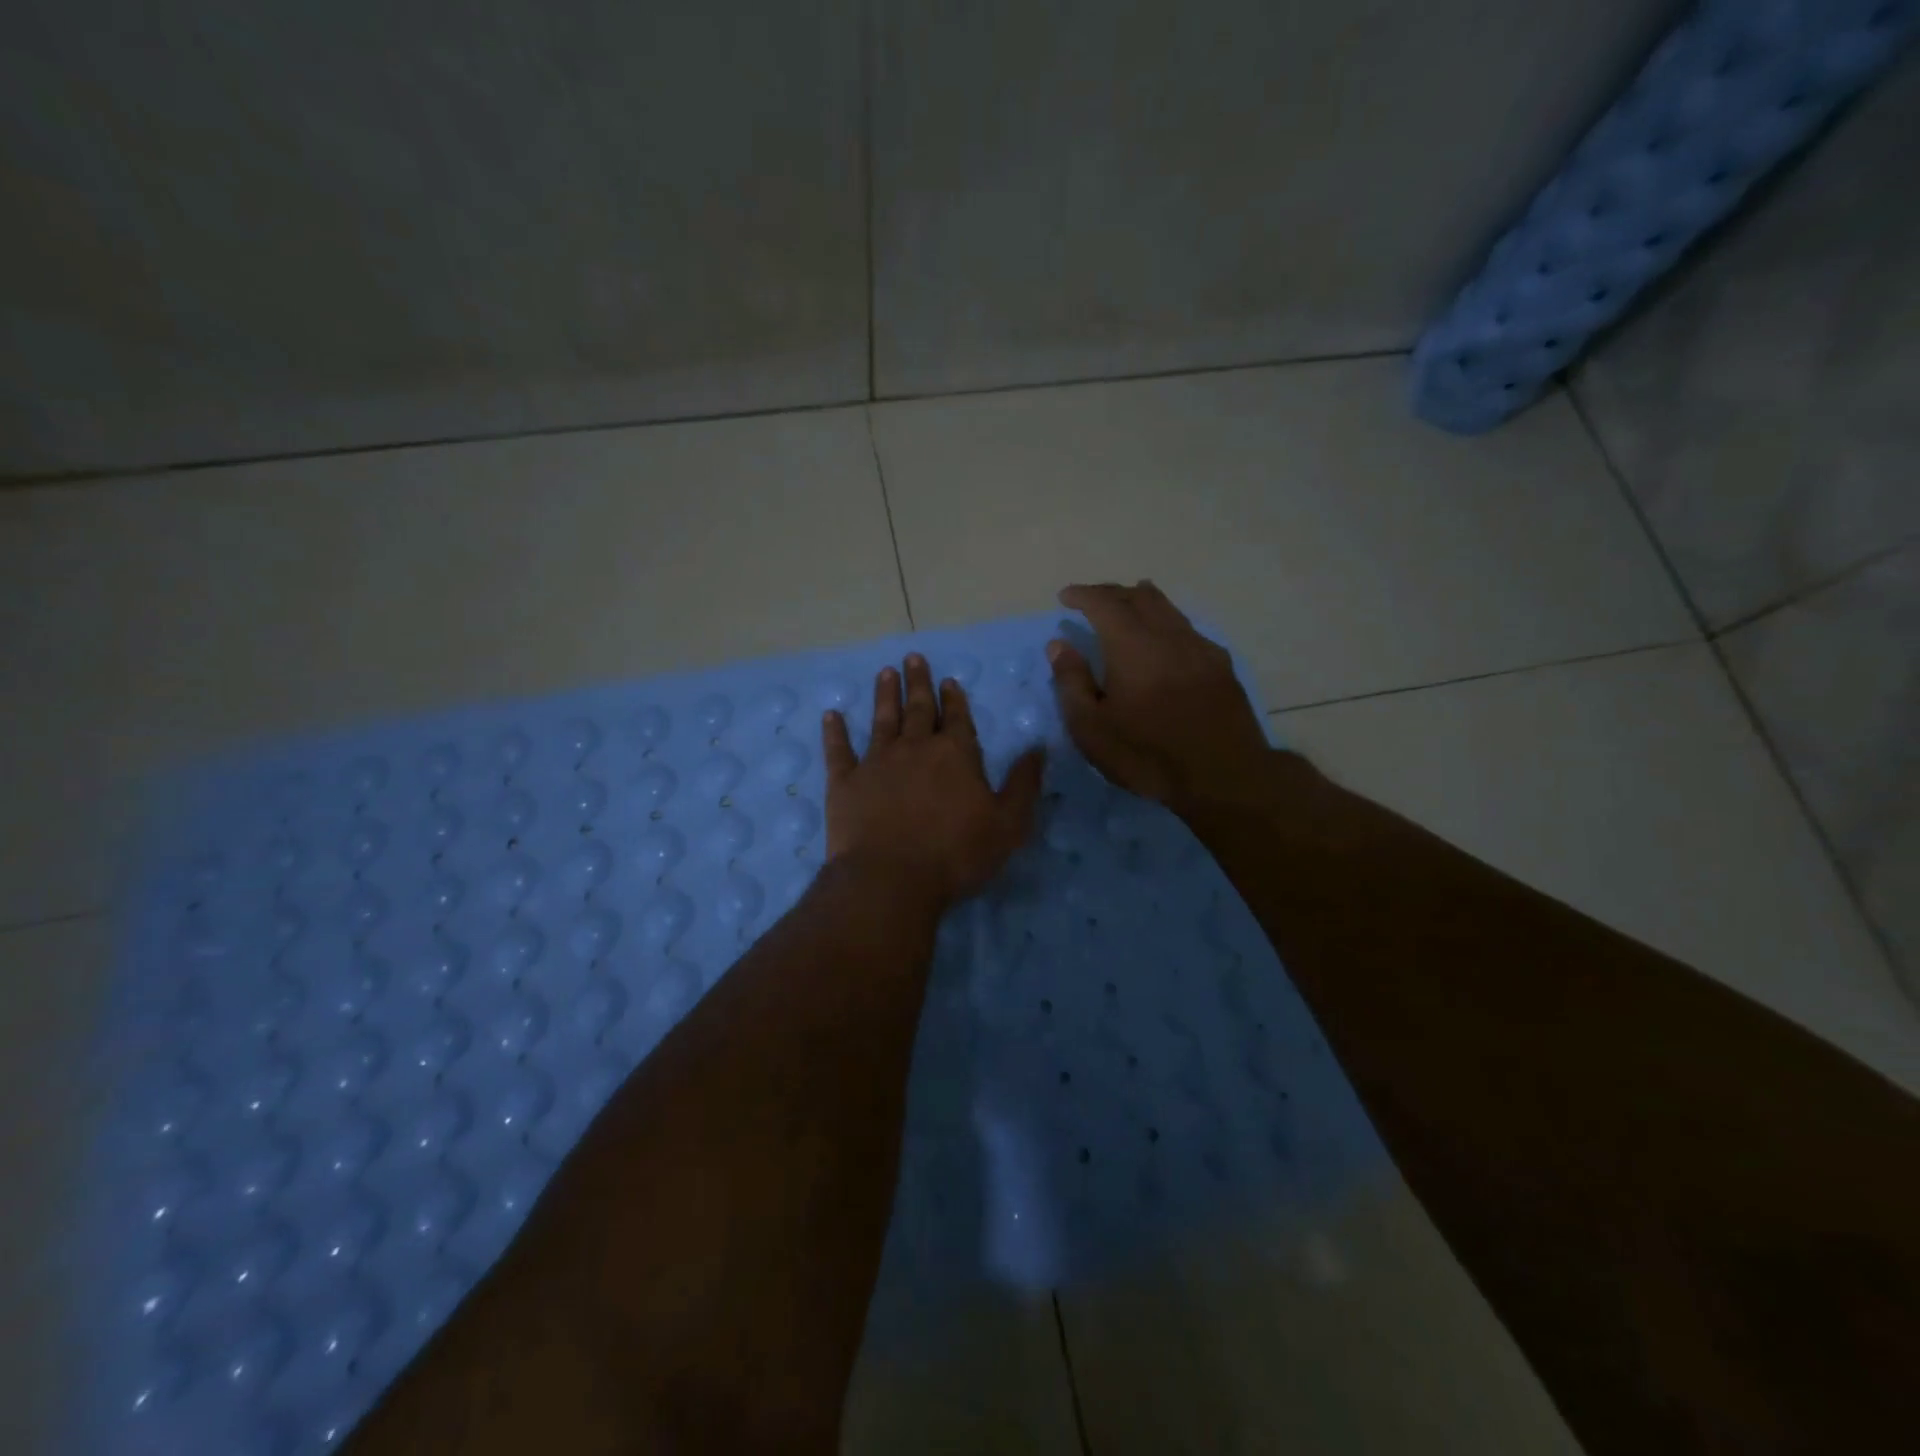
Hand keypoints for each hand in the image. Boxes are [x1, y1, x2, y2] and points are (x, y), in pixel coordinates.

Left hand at [822, 654, 1045, 908]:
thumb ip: (1023, 784)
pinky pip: (838, 750)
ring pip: (882, 719)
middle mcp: (916, 748)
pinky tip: (831, 715)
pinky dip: (834, 732)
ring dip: (885, 695)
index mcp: (955, 755)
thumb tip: (1039, 747)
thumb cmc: (956, 855)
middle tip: (913, 658)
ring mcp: (877, 762)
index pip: (958, 719)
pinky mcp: (845, 781)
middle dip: (919, 683)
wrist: (891, 878)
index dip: (954, 699)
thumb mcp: (1008, 824)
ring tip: (885, 673)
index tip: (949, 679)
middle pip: (919, 709)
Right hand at [1047, 582, 1277, 811]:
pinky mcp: (1221, 666)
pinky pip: (1189, 629)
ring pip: (1169, 609)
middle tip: (1093, 598)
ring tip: (1132, 597)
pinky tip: (1168, 636)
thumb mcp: (1092, 729)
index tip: (1066, 597)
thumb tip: (1059, 645)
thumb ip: (1072, 682)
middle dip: (1112, 592)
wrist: (1223, 777)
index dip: (1083, 595)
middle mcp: (1167, 636)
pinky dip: (1169, 622)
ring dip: (1144, 599)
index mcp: (1131, 646)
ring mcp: (1199, 648)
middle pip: (1139, 598)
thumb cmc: (1147, 755)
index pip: (1104, 604)